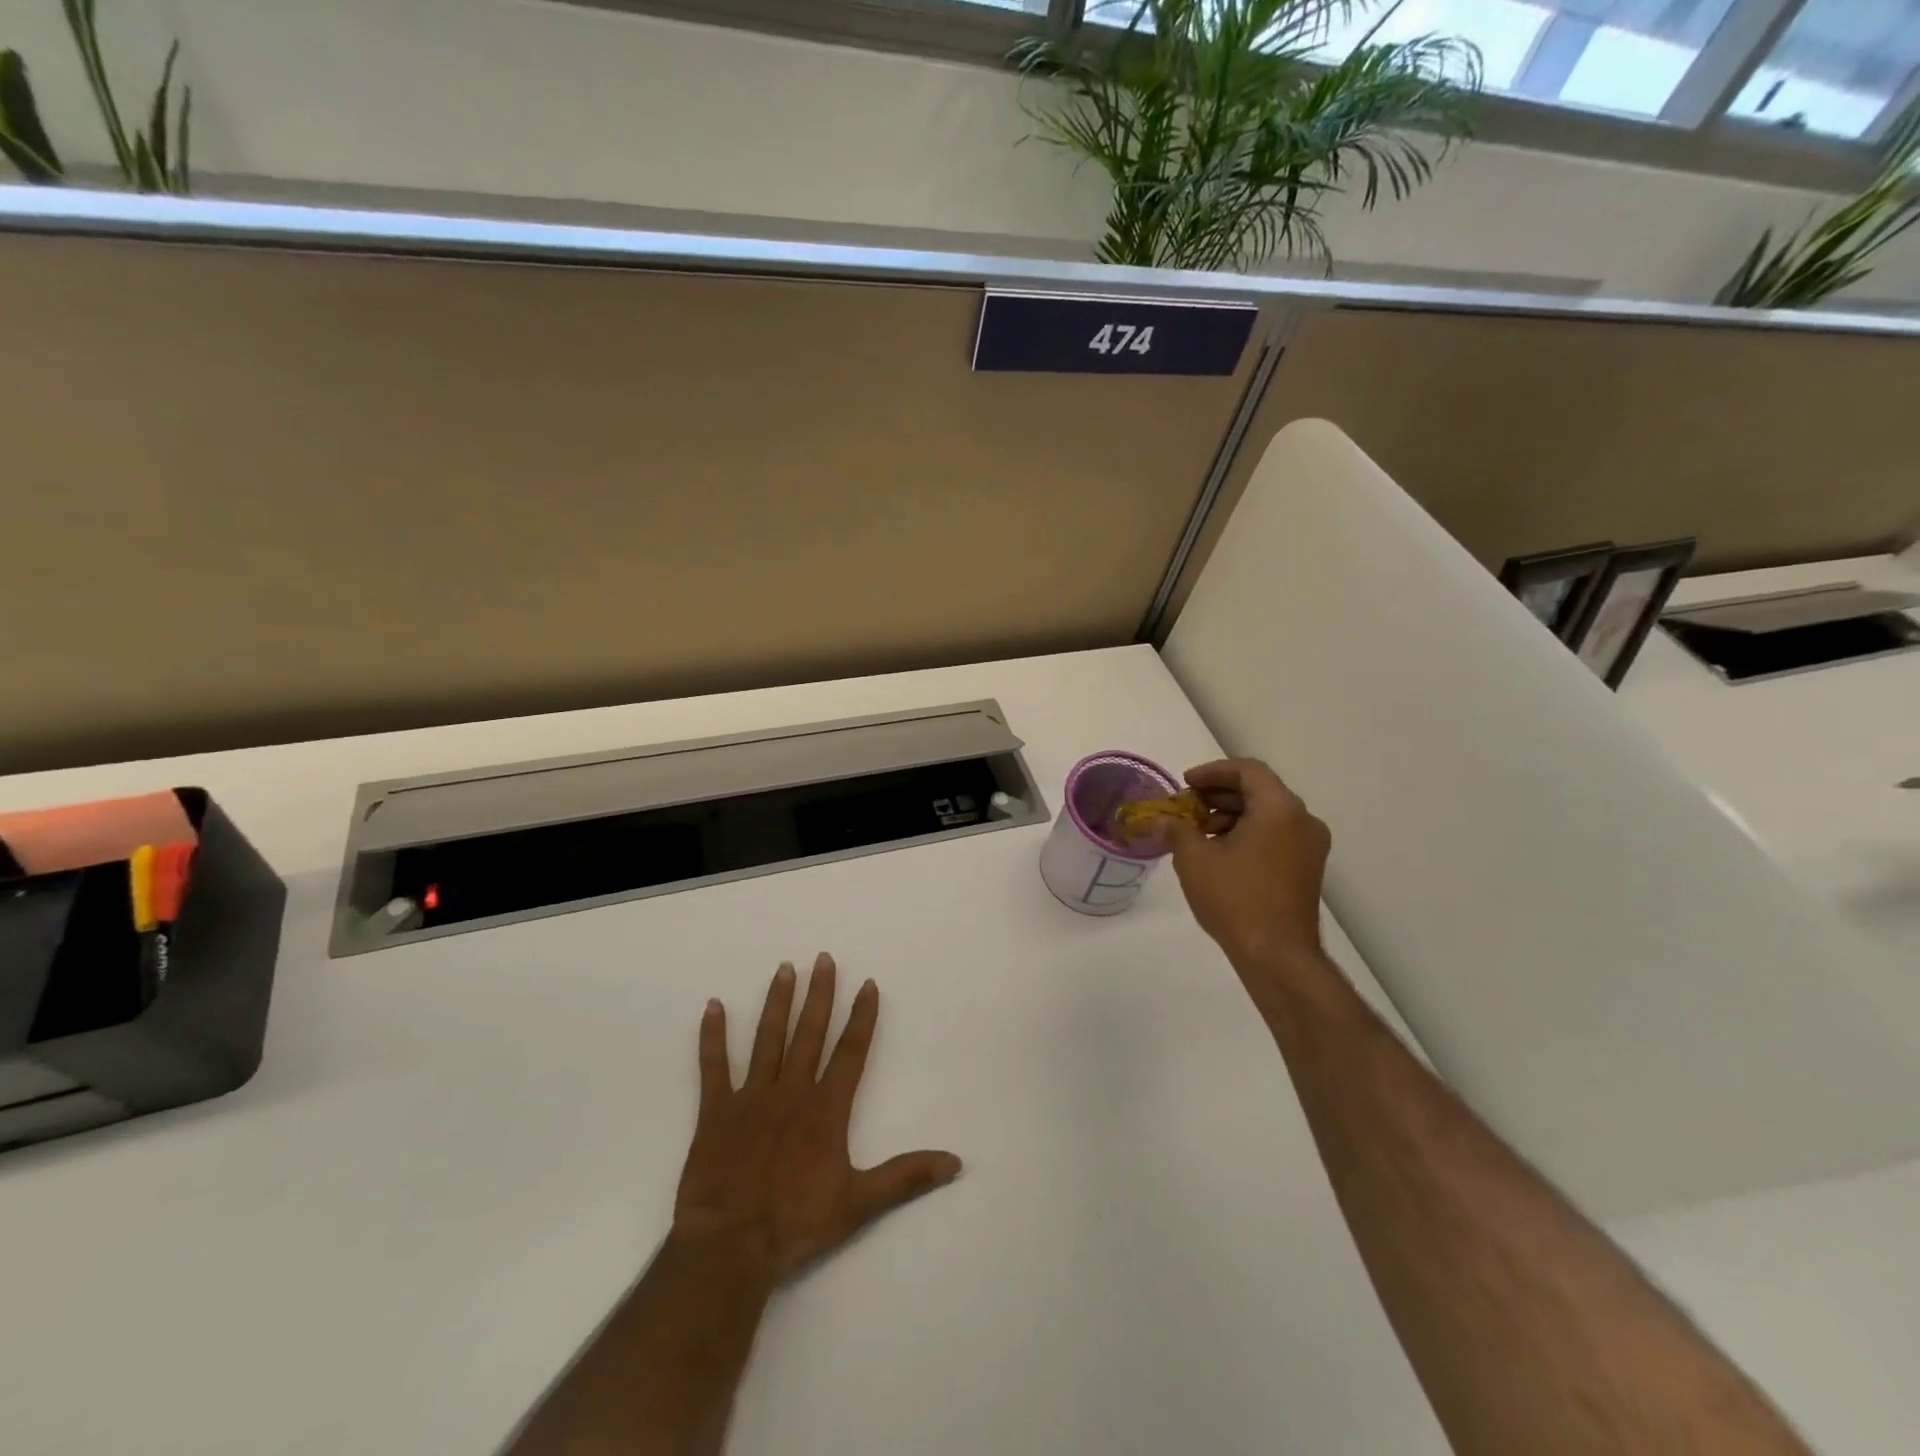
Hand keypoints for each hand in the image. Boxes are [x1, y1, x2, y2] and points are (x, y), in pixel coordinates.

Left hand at [672, 954, 961, 1286]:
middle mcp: (792, 1091)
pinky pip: (714, 1066)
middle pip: (810, 1032)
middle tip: (823, 958)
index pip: (851, 1051)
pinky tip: (713, 1006)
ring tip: (784, 968)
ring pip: (768, 1038)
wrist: (731, 1246)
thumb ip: (906, 1177)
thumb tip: (956, 1163)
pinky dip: (712, 1036)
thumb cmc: (797, 1223)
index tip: (868, 984)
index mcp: (827, 1109)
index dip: (862, 1016)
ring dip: (777, 1002)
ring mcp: (752, 1097)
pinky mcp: (716, 1111)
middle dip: (820, 994)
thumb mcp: (860, 1203)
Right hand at [1159, 759, 1330, 967]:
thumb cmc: (1235, 899)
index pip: (1248, 770)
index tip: (1185, 784)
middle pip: (1259, 790)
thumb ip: (1176, 830)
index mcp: (1279, 808)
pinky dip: (1248, 833)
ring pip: (1267, 814)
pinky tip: (1220, 853)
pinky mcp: (1307, 868)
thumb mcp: (1194, 859)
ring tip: (1198, 832)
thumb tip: (1162, 821)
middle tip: (1187, 807)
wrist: (1278, 956)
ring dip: (1231, 815)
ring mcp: (1310, 846)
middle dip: (1219, 795)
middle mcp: (1302, 820)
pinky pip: (1276, 835)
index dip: (1212, 772)